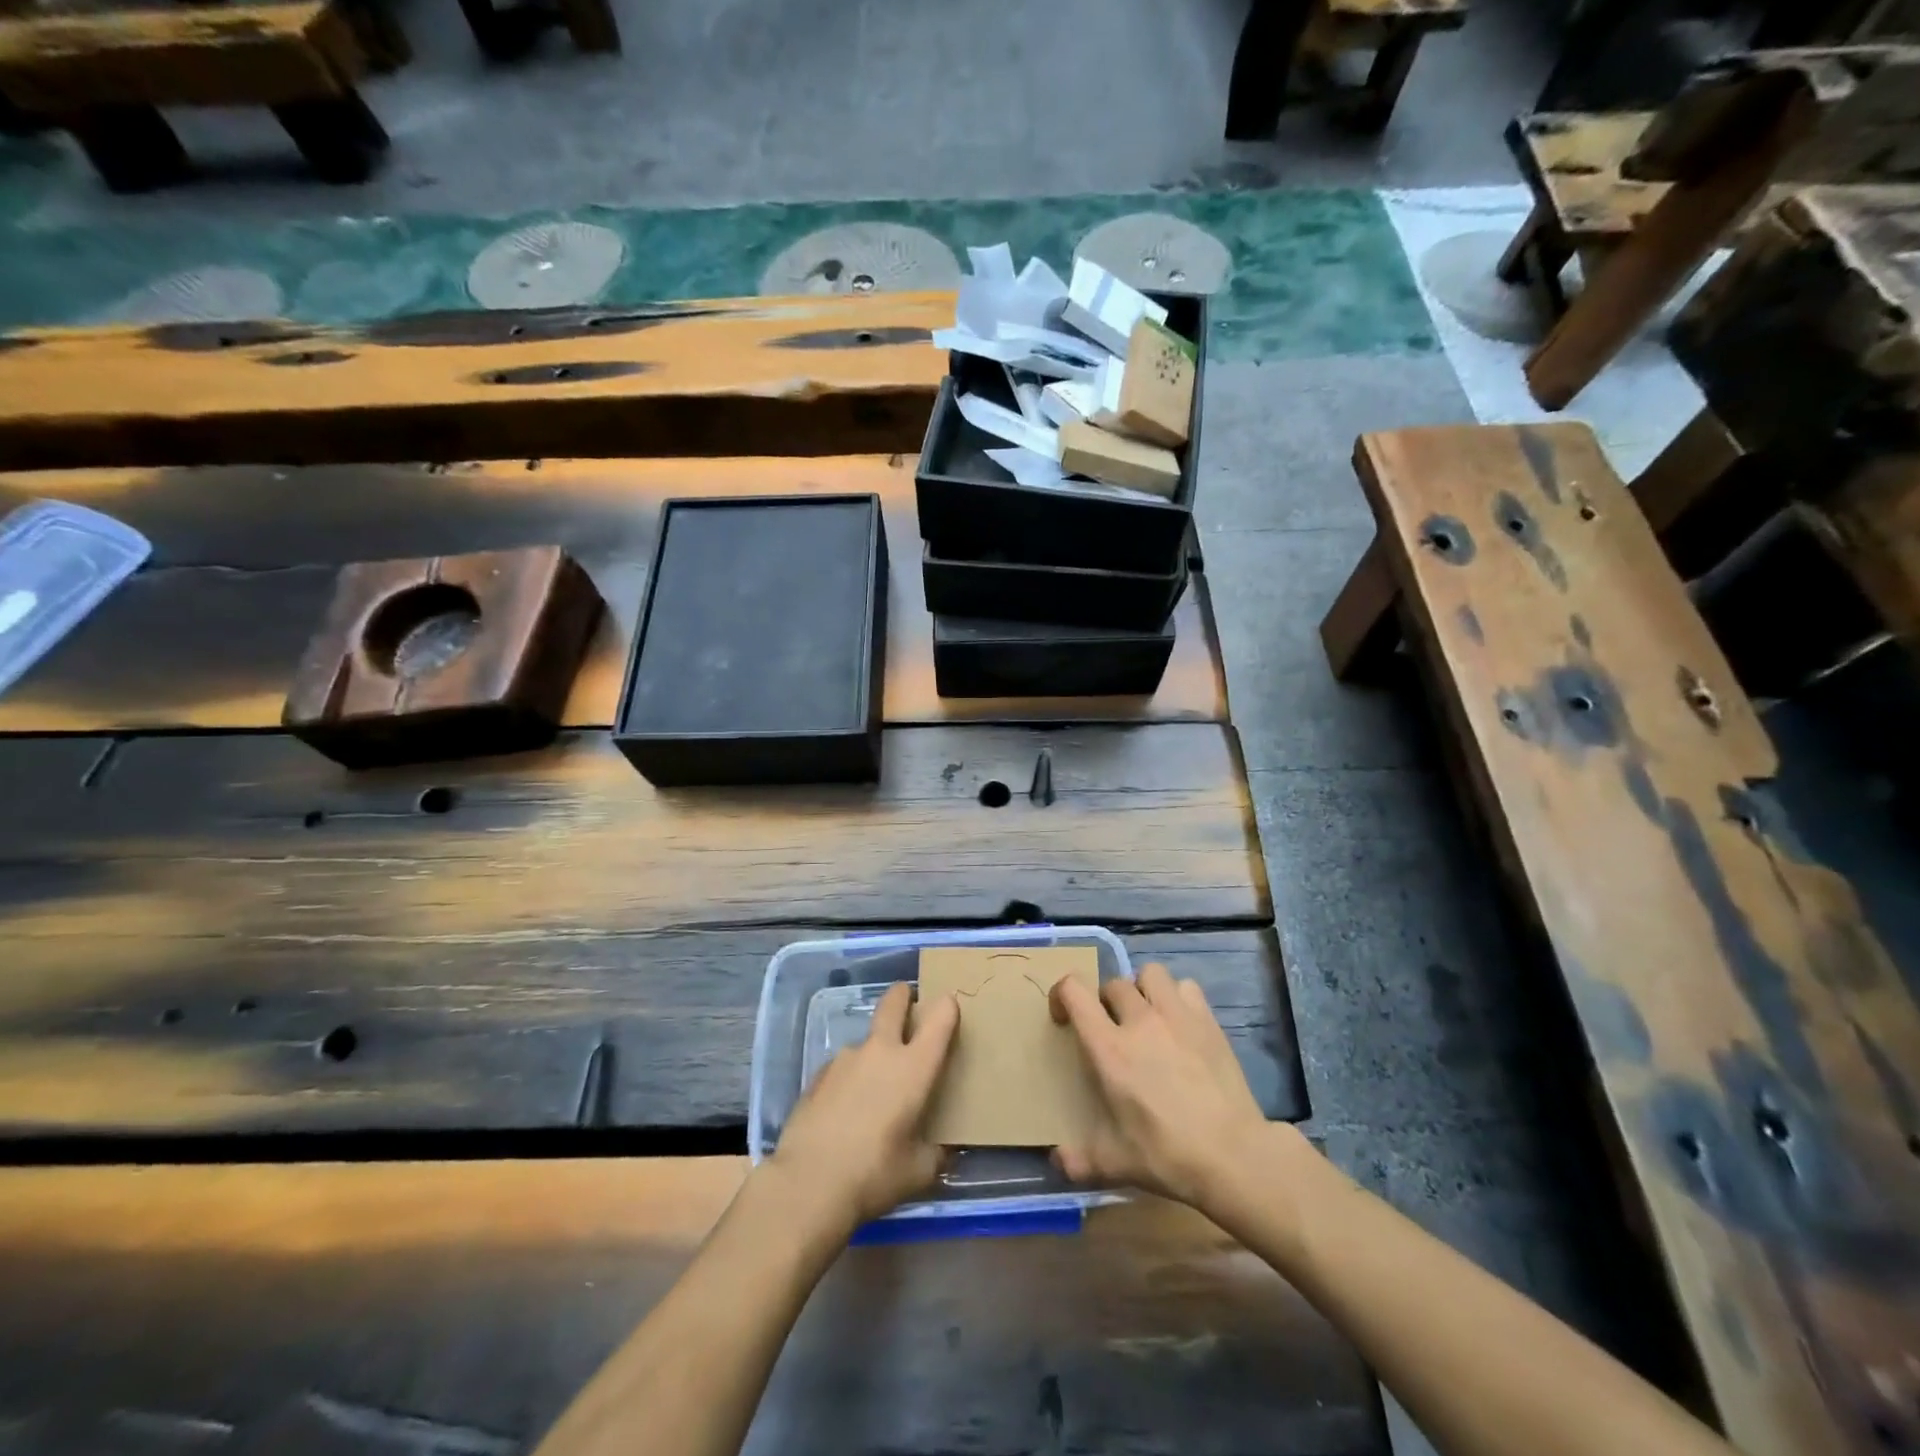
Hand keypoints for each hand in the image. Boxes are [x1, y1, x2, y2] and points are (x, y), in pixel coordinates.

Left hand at [766, 982, 959, 1233]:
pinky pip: (843, 1067)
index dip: (948, 1006)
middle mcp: (880, 1051)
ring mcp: (845, 1059)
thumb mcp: (919, 1171)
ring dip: (875, 1052)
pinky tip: (845, 1110)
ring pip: (866, 1040)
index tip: (950, 1009)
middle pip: (894, 1002)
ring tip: (874, 1091)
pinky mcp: (817, 1075)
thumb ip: (935, 1153)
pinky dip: (850, 1079)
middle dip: (904, 995)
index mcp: (914, 1067)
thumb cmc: (874, 1174)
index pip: (940, 1017)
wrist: (807, 1184)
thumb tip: (942, 1150)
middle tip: (910, 1001)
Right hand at [1050, 963, 1273, 1210]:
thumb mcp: (1114, 1163)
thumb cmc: (1167, 1154)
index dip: (1061, 993)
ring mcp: (1177, 1015)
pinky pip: (1186, 987)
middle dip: (1105, 1001)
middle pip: (1113, 983)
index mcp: (1108, 1048)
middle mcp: (1139, 1020)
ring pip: (1150, 973)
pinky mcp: (1208, 1020)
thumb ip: (1078, 1160)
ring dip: (1141, 988)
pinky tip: (1180, 1022)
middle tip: (1111, 1028)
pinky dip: (1177, 997)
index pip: (1075, 991)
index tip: (1064, 1017)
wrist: (1233, 1155)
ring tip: (1146, 1015)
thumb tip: (1056, 1161)